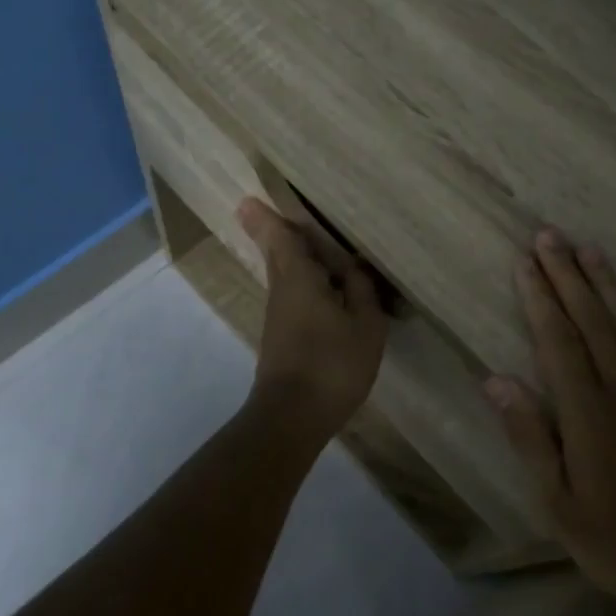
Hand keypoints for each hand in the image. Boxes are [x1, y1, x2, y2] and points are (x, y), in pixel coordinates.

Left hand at [237, 197, 388, 443]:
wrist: (292, 416)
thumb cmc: (332, 364)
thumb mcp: (365, 325)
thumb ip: (362, 290)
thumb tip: (355, 267)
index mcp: (299, 277)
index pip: (278, 236)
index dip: (267, 216)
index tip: (249, 199)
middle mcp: (282, 289)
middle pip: (277, 252)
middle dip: (277, 231)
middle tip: (283, 212)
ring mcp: (279, 314)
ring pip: (286, 273)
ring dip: (296, 255)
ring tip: (320, 244)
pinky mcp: (283, 335)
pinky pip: (294, 294)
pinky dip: (306, 281)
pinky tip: (329, 288)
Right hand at [483, 229, 615, 615]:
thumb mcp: (560, 504)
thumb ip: (530, 437)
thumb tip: (496, 380)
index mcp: (588, 413)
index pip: (557, 340)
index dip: (539, 297)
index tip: (524, 261)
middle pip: (592, 320)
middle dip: (568, 275)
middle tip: (550, 235)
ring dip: (607, 283)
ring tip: (588, 248)